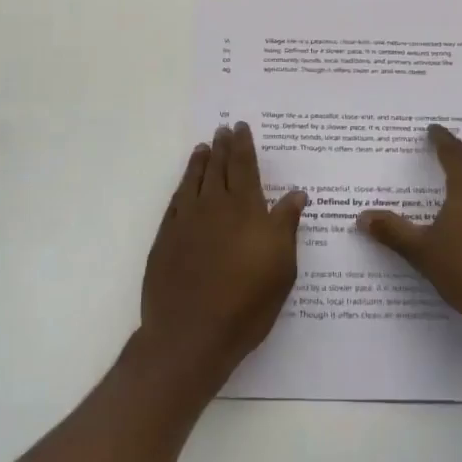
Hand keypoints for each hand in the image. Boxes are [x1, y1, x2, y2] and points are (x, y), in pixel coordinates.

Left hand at [140, 123, 307, 385]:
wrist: (191, 334)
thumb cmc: (246, 304)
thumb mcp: (282, 267)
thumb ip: (286, 225)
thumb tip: (295, 193)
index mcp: (245, 210)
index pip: (243, 167)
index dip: (243, 145)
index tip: (240, 127)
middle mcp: (213, 206)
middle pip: (218, 167)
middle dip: (222, 146)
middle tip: (223, 128)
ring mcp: (185, 221)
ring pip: (193, 180)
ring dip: (200, 161)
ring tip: (203, 147)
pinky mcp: (166, 239)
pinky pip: (176, 201)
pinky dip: (182, 186)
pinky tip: (185, 185)